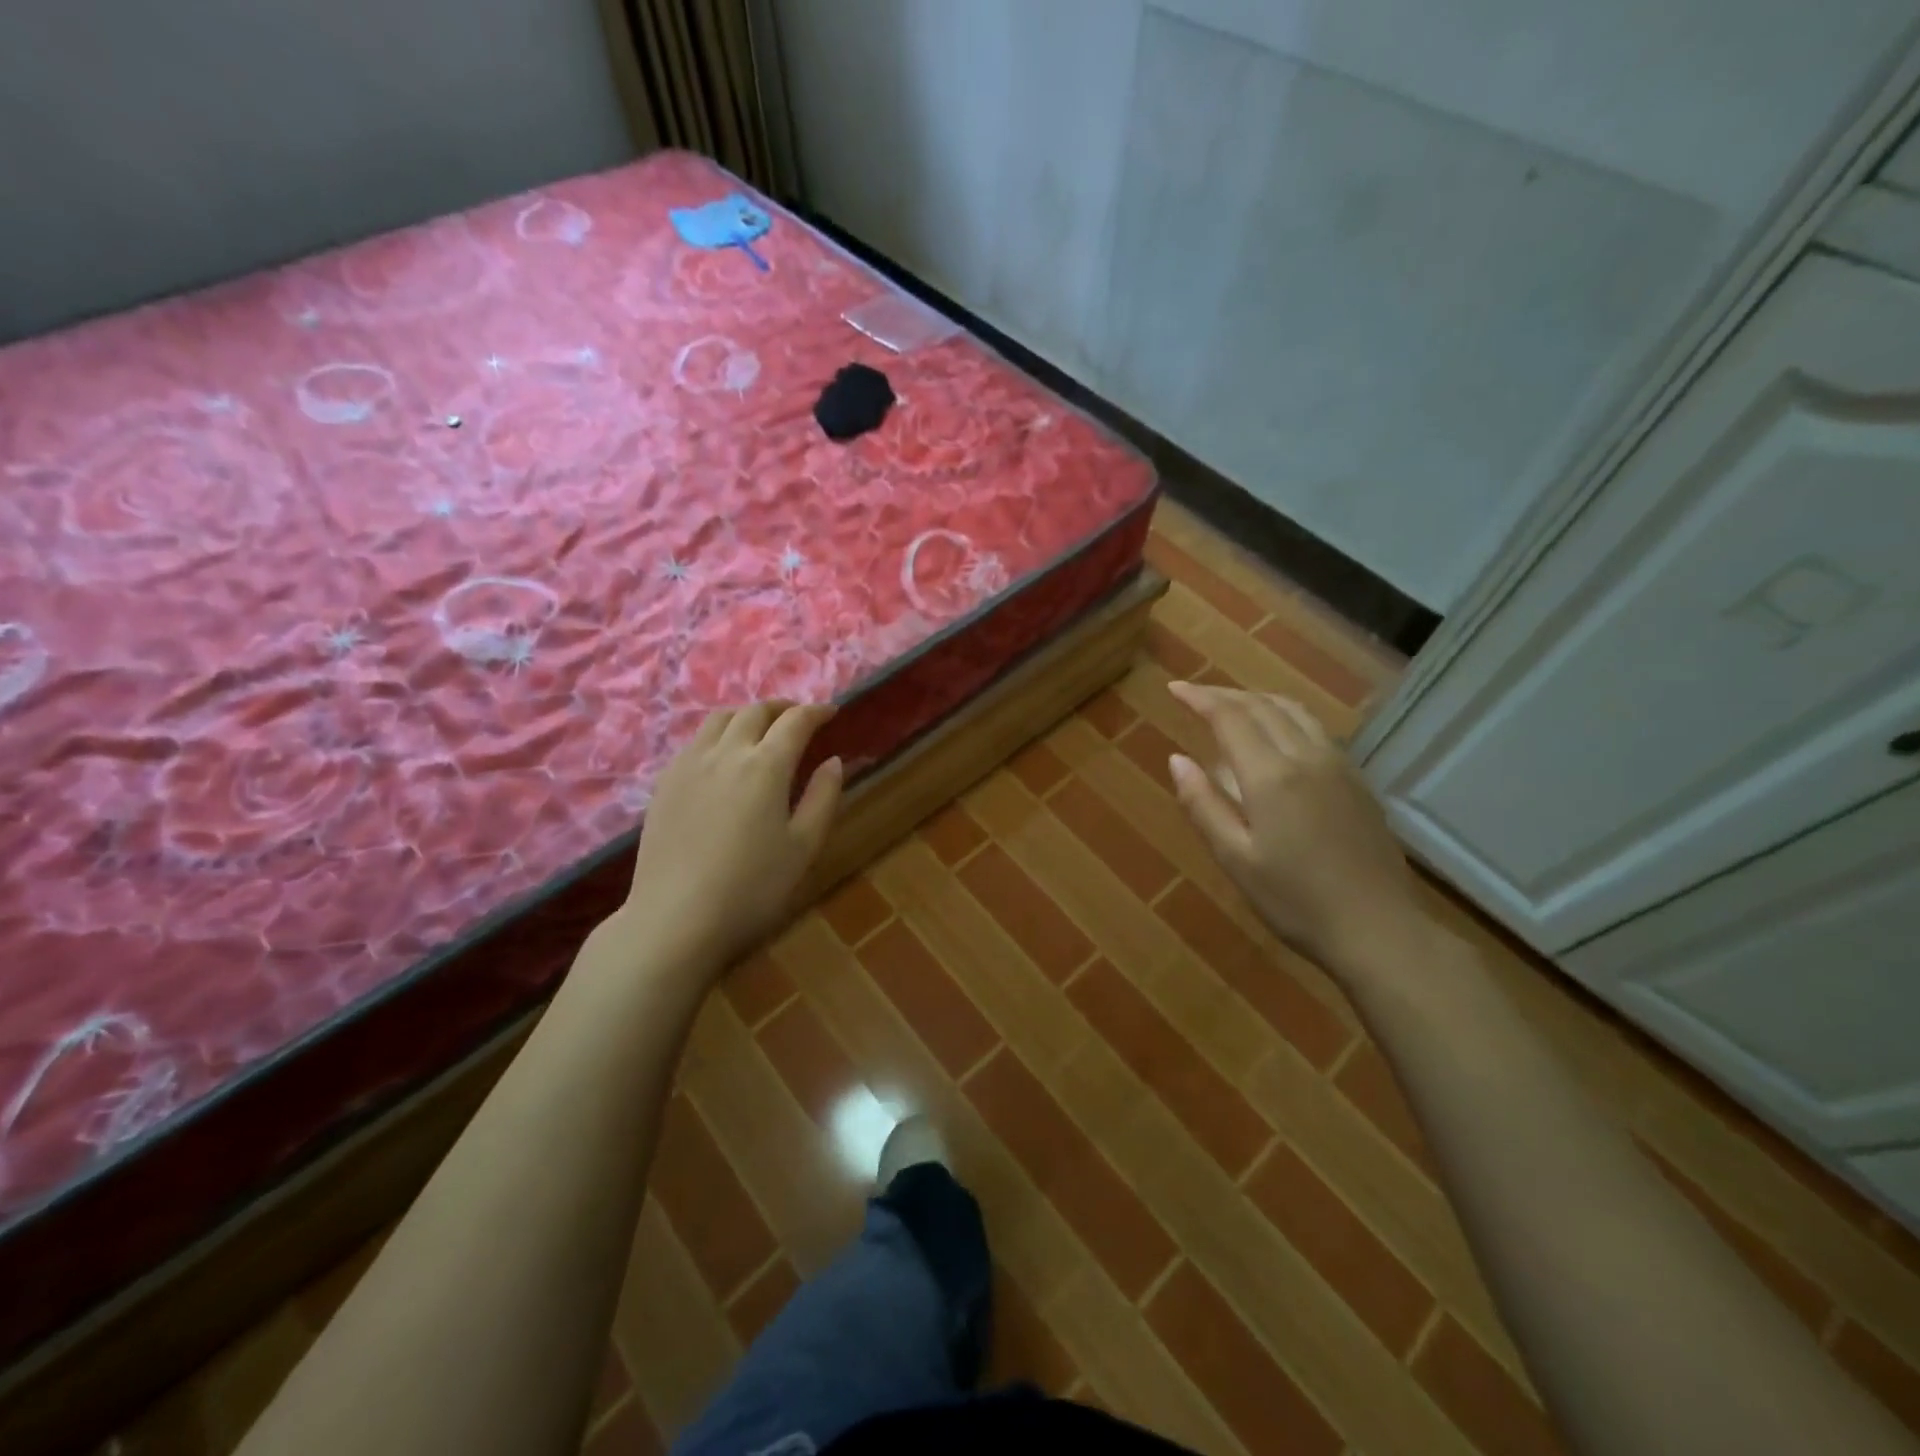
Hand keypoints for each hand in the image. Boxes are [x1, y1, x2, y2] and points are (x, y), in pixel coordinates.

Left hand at [622, 702, 842, 971]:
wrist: (675, 919)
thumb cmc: (752, 888)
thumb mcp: (804, 846)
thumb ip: (823, 797)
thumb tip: (833, 761)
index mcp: (765, 766)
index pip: (795, 721)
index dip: (816, 711)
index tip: (831, 712)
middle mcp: (725, 753)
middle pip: (754, 711)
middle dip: (782, 708)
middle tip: (799, 718)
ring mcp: (688, 765)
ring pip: (719, 719)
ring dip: (747, 715)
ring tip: (761, 729)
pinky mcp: (664, 783)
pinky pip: (695, 741)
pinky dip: (718, 734)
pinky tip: (722, 756)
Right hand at [1166, 681, 1425, 978]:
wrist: (1378, 928)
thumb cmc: (1295, 900)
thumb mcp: (1235, 859)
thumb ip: (1203, 805)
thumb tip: (1176, 759)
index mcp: (1271, 775)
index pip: (1231, 717)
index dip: (1200, 698)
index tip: (1174, 689)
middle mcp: (1307, 757)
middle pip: (1263, 706)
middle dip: (1225, 694)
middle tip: (1195, 694)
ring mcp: (1339, 766)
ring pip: (1295, 711)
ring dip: (1258, 699)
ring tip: (1232, 705)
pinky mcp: (1357, 781)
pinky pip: (1315, 728)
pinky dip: (1285, 715)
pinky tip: (1278, 732)